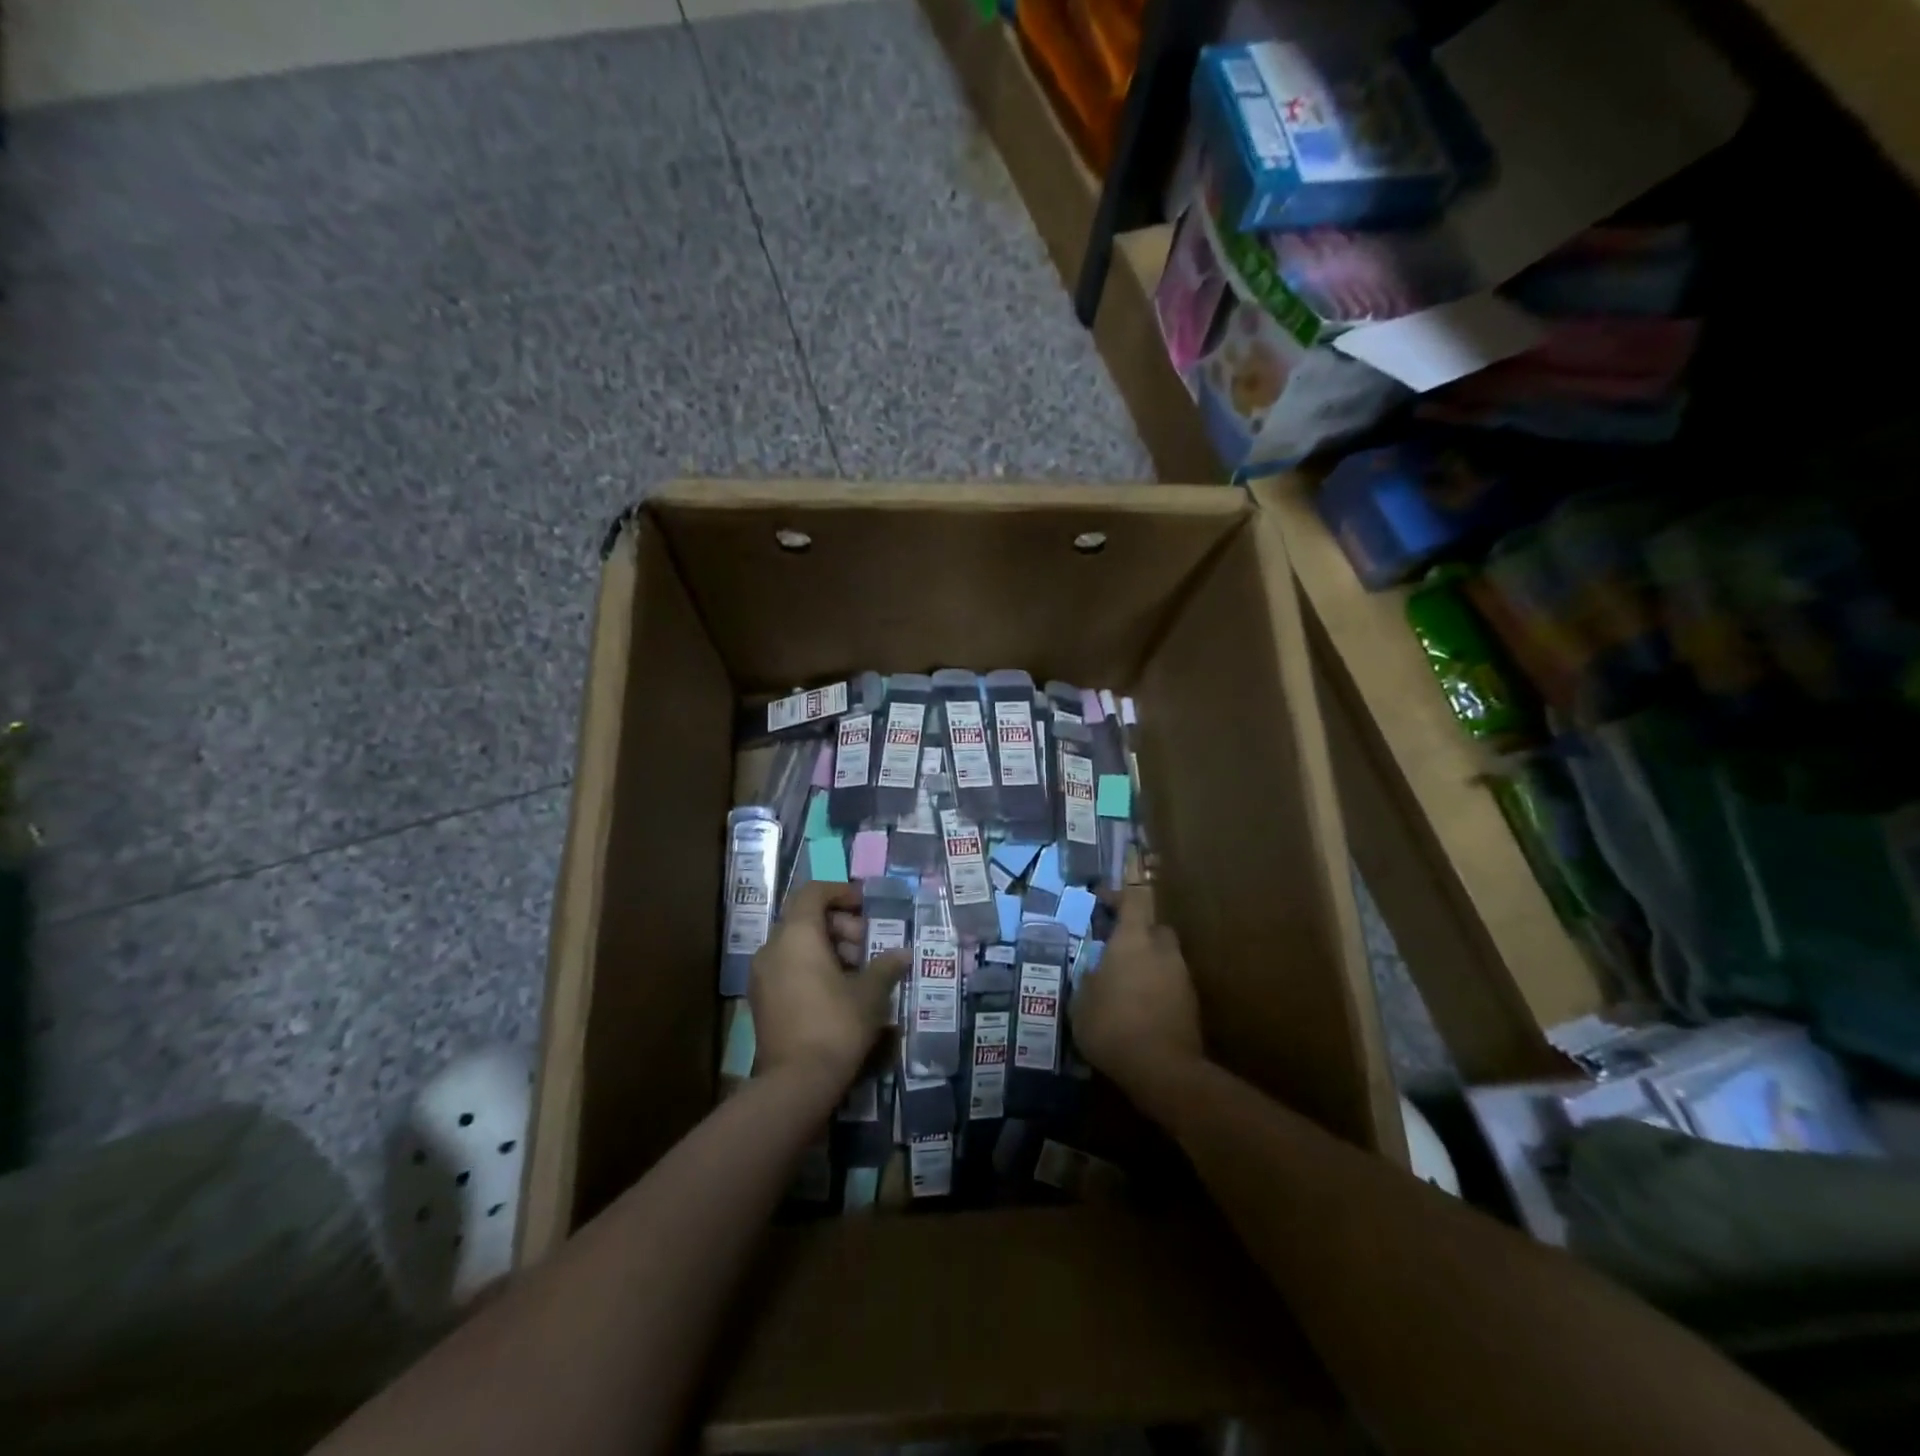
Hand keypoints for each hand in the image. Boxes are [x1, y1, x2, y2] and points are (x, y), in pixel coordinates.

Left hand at [749, 881, 907, 1091]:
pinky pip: (788, 967)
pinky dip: (812, 967)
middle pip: (805, 918)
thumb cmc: (836, 1025)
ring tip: (857, 971)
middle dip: (839, 925)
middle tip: (867, 946)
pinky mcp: (761, 1000)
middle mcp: (772, 948)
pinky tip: (838, 991)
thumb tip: (903, 953)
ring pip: (796, 944)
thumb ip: (885, 966)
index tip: (865, 906)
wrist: (796, 1083)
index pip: (813, 893)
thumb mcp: (870, 993)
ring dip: (827, 948)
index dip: (840, 892)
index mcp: (796, 935)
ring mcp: (762, 975)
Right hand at [1071, 882, 1204, 1096]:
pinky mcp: (1193, 1005)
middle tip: (1115, 950)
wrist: (1162, 1070)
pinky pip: (1172, 985)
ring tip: (1125, 986)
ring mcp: (1182, 977)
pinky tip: (1140, 1011)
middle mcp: (1162, 950)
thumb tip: (1093, 974)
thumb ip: (1088, 980)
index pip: (1134, 899)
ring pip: (1165, 958)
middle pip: (1154, 927)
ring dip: (1149, 964)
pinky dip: (1158, 990)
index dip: (1118, 895)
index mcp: (1133, 940)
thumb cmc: (1112, 1025)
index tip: (1102, 900)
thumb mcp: (1081, 1002)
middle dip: (1137, 933)